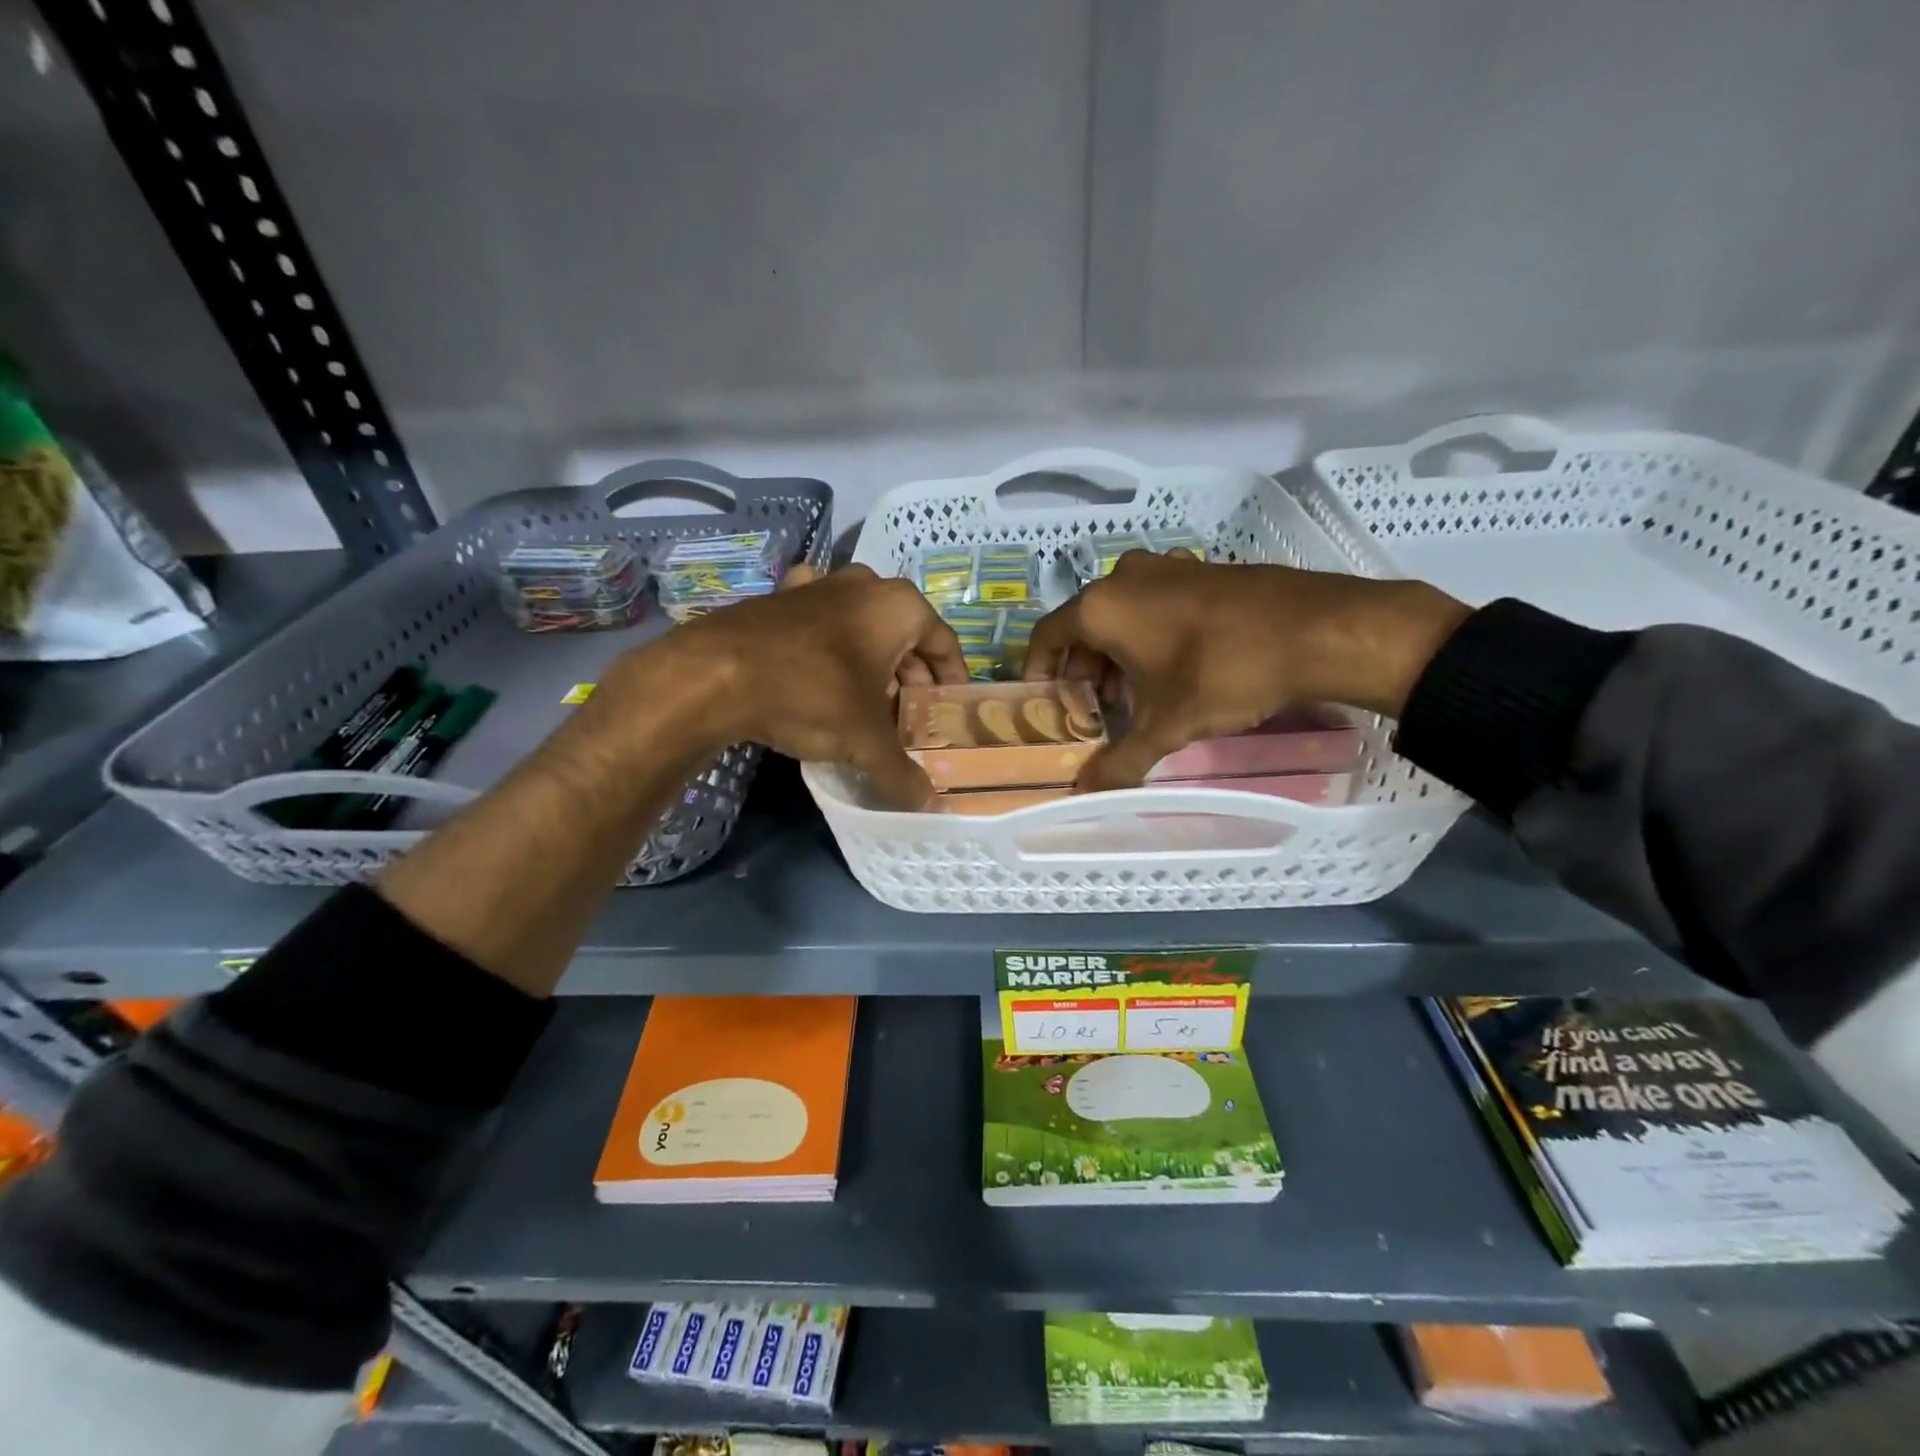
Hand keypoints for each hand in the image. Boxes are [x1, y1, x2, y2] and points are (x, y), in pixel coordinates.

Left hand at [635, 562, 968, 807]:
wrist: (714, 674)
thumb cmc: (811, 694)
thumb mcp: (865, 741)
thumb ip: (901, 772)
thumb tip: (928, 804)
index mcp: (900, 606)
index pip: (945, 645)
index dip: (952, 682)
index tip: (948, 712)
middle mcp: (864, 585)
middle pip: (905, 636)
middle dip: (910, 678)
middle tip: (908, 717)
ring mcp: (818, 585)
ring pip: (863, 627)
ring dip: (872, 662)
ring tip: (868, 702)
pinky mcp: (779, 596)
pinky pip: (821, 622)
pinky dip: (829, 645)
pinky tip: (821, 670)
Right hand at [1024, 552, 1469, 791]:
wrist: (1317, 629)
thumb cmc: (1224, 672)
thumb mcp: (1168, 724)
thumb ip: (1121, 759)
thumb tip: (1086, 792)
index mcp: (1102, 606)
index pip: (1047, 635)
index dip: (1038, 669)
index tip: (1043, 699)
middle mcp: (1125, 578)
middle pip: (1084, 626)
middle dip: (1084, 669)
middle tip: (1095, 708)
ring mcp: (1166, 568)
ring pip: (1121, 614)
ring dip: (1117, 655)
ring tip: (1135, 695)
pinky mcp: (1200, 570)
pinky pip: (1154, 604)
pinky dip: (1148, 635)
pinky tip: (1173, 669)